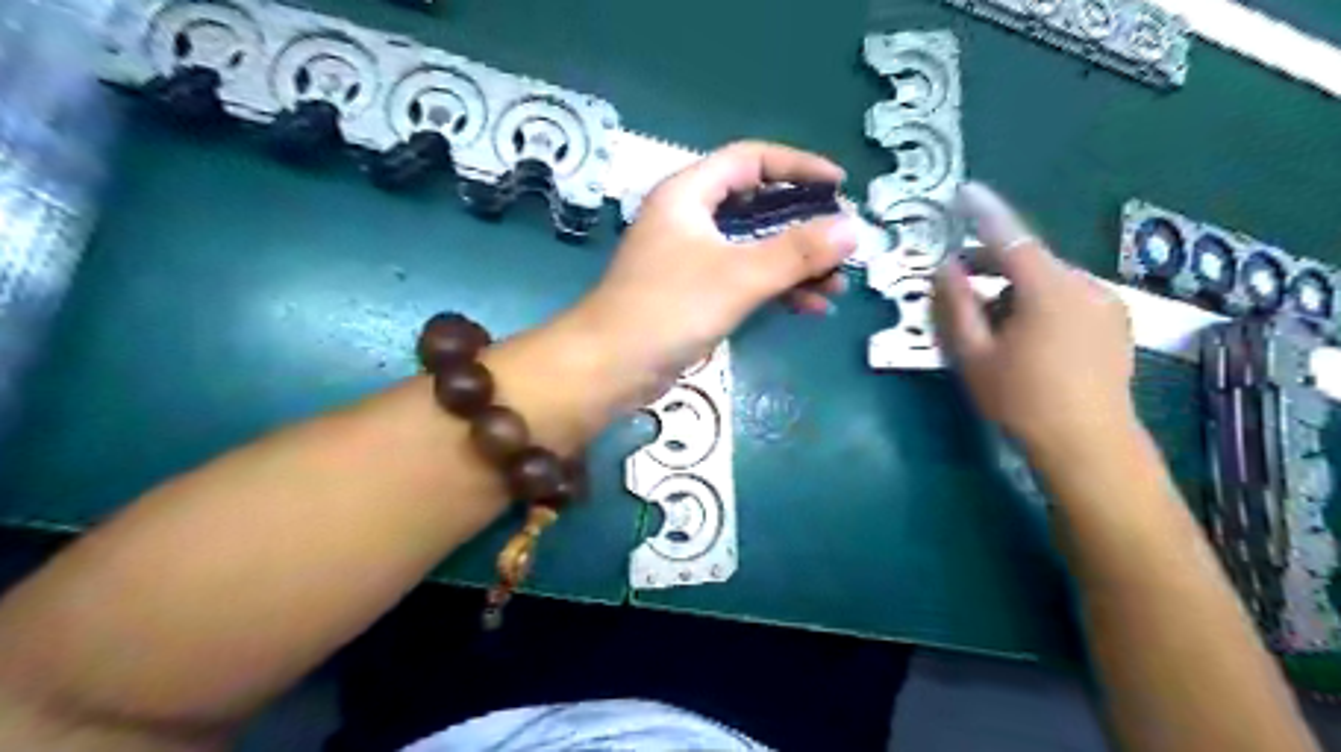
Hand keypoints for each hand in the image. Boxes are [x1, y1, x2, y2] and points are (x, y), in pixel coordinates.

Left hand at [566, 138, 858, 401]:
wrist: (611, 367)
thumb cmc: (670, 308)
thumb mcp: (739, 275)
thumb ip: (797, 252)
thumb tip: (852, 230)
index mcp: (688, 193)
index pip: (750, 160)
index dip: (798, 166)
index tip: (839, 186)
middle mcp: (688, 218)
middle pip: (757, 206)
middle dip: (803, 226)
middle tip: (841, 243)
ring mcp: (690, 257)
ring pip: (753, 247)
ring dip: (794, 264)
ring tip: (837, 285)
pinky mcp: (693, 293)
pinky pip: (743, 279)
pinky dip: (775, 289)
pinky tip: (810, 308)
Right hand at [935, 182, 1141, 456]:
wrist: (1088, 445)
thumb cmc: (1021, 400)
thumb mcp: (974, 355)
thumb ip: (955, 306)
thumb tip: (945, 269)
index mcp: (1048, 290)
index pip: (1011, 237)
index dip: (985, 213)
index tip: (965, 191)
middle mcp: (1084, 285)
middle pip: (1030, 261)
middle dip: (992, 269)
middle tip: (959, 287)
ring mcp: (1105, 304)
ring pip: (1048, 282)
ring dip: (1015, 291)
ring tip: (992, 326)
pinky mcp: (1115, 324)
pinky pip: (1069, 299)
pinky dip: (1040, 304)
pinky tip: (1027, 338)